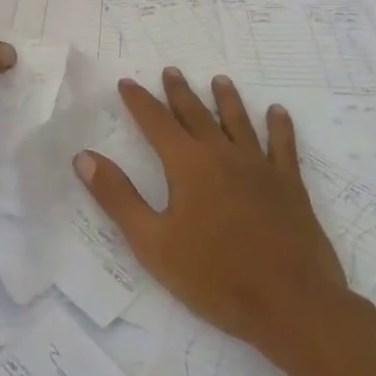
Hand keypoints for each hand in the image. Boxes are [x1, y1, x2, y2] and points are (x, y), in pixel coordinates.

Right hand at [74, 68, 350, 363]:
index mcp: (188, 165)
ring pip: (239, 122)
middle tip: (171, 71)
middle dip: (180, 92)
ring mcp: (260, 168)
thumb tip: (84, 157)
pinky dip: (279, 126)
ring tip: (219, 80)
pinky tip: (277, 112)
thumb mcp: (153, 242)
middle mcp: (223, 155)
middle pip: (196, 114)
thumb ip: (118, 197)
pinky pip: (283, 146)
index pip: (156, 122)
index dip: (140, 101)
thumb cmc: (215, 277)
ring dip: (227, 99)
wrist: (291, 304)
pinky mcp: (289, 186)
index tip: (127, 82)